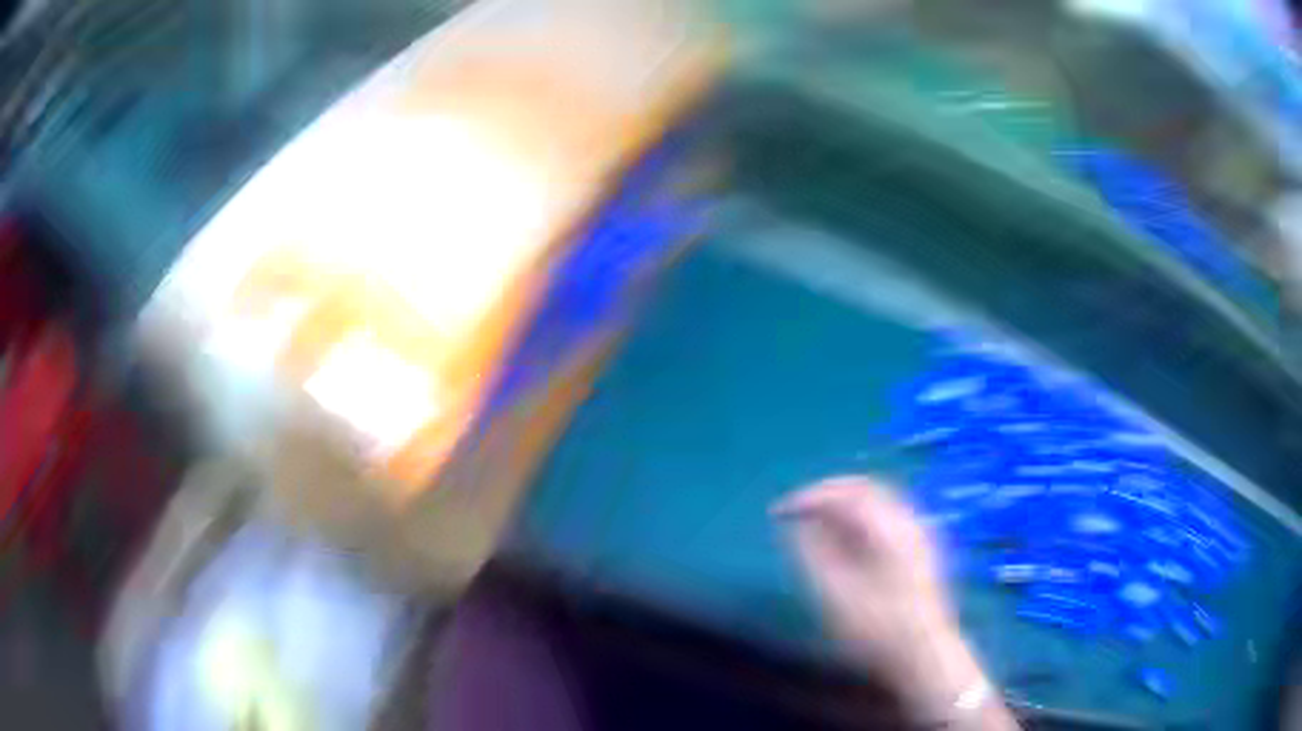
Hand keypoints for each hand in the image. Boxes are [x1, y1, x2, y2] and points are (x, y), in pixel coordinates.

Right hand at [773, 476, 952, 666]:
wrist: (924, 655)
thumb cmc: (877, 630)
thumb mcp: (836, 595)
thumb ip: (813, 553)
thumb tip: (797, 524)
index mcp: (890, 529)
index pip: (845, 492)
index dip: (808, 497)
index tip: (778, 513)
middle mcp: (909, 521)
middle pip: (865, 488)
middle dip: (826, 496)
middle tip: (795, 513)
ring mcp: (919, 533)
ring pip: (877, 501)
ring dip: (842, 507)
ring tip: (813, 527)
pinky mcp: (921, 549)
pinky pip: (886, 517)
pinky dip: (859, 519)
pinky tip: (843, 543)